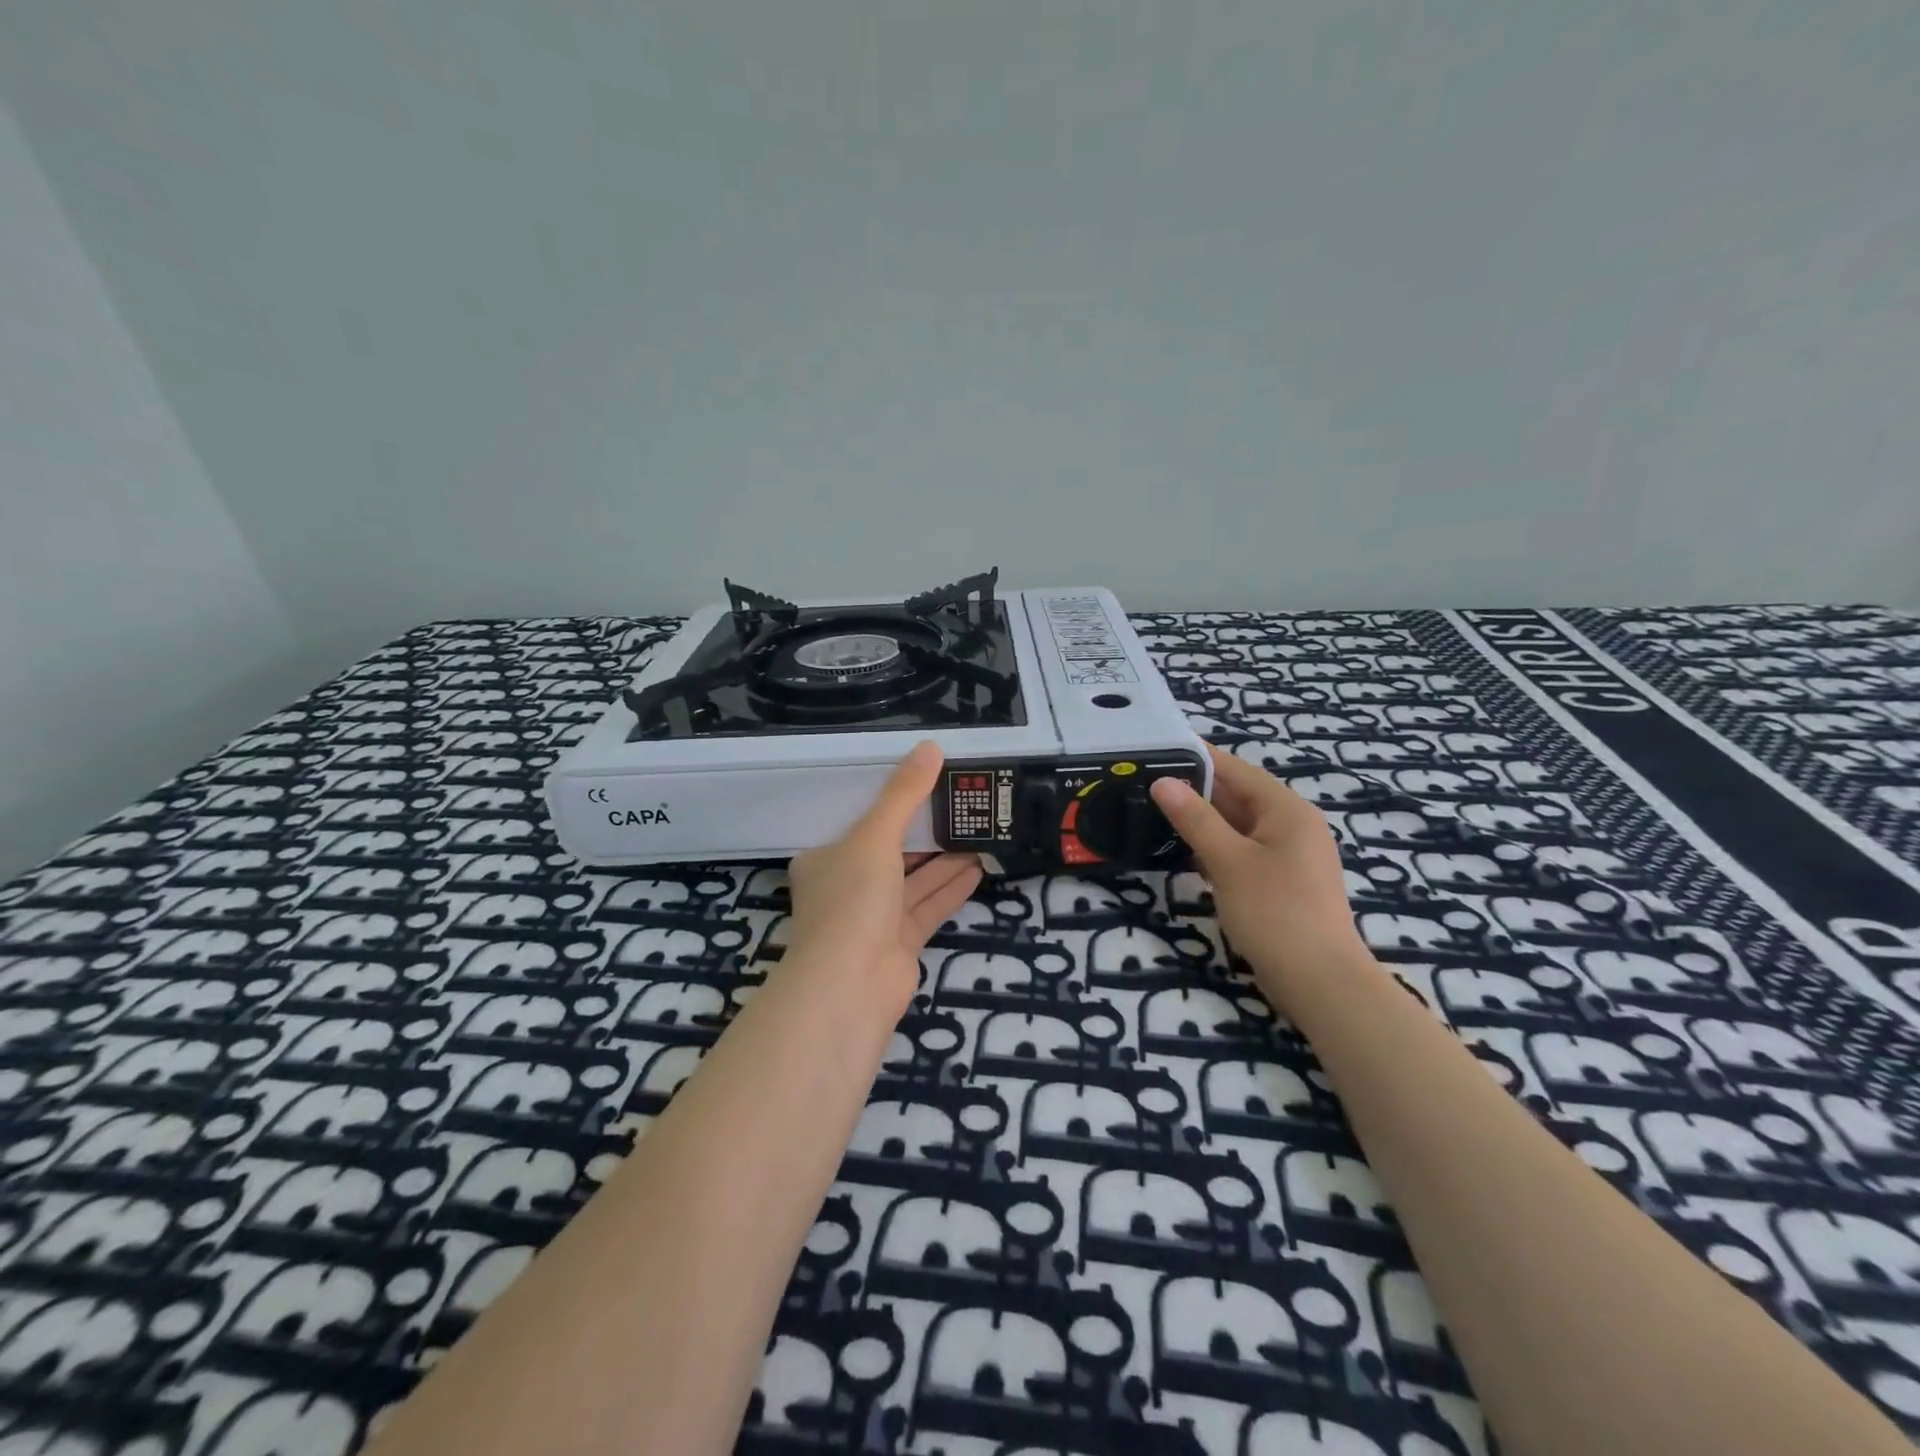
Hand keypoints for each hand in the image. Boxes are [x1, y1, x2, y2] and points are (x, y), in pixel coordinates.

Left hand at [784, 742, 983, 1017]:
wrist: (850, 986)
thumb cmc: (852, 900)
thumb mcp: (876, 836)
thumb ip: (904, 795)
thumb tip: (930, 747)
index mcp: (826, 859)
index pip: (860, 825)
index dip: (891, 805)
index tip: (924, 785)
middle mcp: (846, 887)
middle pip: (891, 853)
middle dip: (926, 833)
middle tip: (962, 806)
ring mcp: (873, 919)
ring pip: (914, 881)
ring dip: (945, 860)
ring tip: (979, 833)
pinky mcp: (900, 944)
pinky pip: (928, 908)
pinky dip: (950, 889)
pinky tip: (979, 868)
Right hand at [1151, 743, 1371, 1012]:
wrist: (1321, 983)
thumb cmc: (1275, 912)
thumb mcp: (1228, 861)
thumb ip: (1195, 819)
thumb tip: (1163, 781)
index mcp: (1287, 810)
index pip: (1237, 770)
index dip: (1200, 757)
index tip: (1161, 746)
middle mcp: (1293, 826)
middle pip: (1239, 796)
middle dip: (1197, 790)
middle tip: (1148, 781)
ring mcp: (1290, 856)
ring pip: (1239, 826)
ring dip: (1204, 820)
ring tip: (1157, 811)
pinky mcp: (1282, 883)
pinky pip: (1244, 851)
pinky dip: (1216, 847)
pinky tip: (1186, 851)